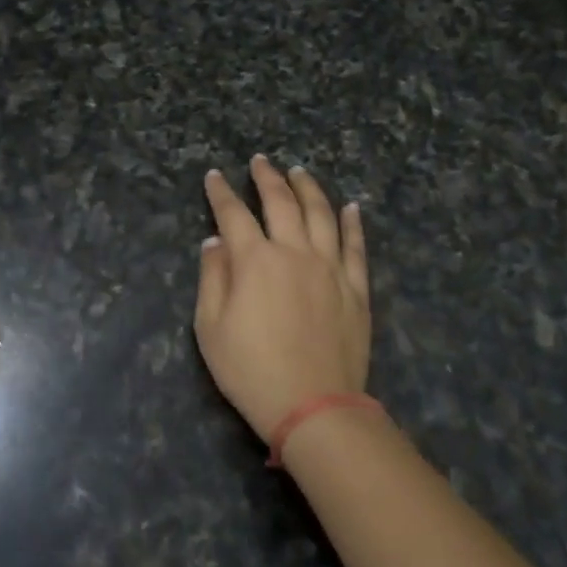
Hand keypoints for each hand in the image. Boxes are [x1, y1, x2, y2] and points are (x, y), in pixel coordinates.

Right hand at [194, 156, 369, 441]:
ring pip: (321, 214)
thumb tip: (216, 241)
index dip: (221, 193)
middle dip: (267, 178)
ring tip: (299, 171)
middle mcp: (294, 252)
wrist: (313, 405)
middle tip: (260, 161)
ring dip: (308, 188)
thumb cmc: (250, 370)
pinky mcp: (355, 288)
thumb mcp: (210, 328)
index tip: (214, 176)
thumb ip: (213, 277)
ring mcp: (330, 267)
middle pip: (281, 202)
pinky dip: (353, 223)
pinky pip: (356, 246)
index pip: (234, 214)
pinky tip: (351, 207)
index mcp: (255, 260)